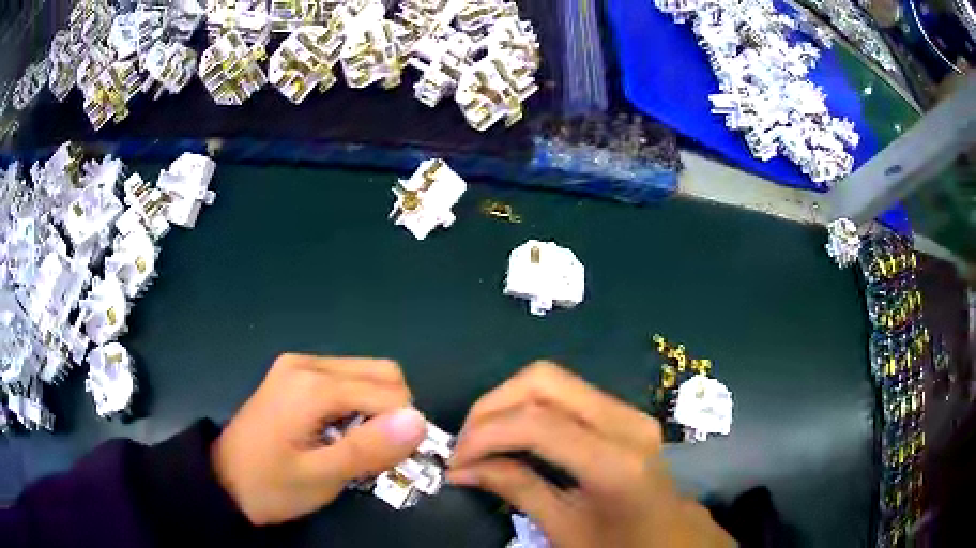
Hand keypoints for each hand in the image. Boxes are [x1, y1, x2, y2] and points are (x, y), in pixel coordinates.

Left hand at [212, 354, 427, 524]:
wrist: (222, 481)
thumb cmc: (270, 485)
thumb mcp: (321, 478)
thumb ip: (369, 449)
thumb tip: (420, 422)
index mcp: (312, 385)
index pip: (389, 393)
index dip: (403, 427)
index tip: (394, 461)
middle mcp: (307, 363)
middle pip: (382, 373)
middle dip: (393, 413)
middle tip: (376, 453)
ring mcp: (298, 365)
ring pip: (366, 374)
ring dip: (377, 409)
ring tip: (357, 445)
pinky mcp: (293, 375)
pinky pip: (345, 380)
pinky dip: (357, 405)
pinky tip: (339, 433)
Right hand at [448, 362, 733, 547]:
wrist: (671, 536)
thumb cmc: (620, 544)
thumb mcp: (564, 529)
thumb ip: (516, 490)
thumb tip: (463, 469)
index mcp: (615, 461)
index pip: (536, 423)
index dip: (485, 435)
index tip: (456, 462)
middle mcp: (625, 422)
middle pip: (542, 380)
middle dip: (491, 405)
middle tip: (466, 443)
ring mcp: (628, 411)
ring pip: (552, 378)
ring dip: (508, 402)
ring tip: (483, 439)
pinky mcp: (624, 412)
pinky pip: (566, 392)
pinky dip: (529, 406)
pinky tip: (513, 434)